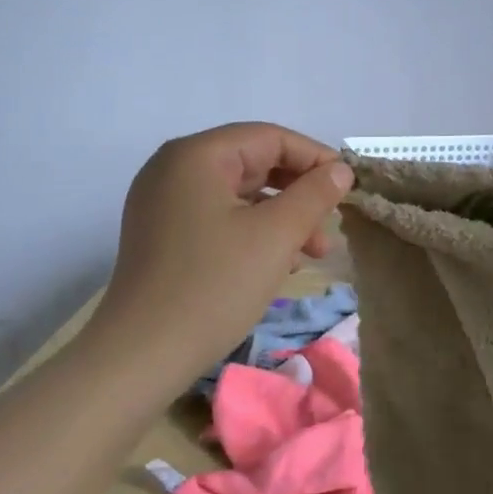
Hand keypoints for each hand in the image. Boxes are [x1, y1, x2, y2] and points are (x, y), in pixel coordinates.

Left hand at [82, 123, 354, 380]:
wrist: (142, 355)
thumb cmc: (215, 285)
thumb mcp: (277, 235)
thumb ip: (315, 194)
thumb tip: (340, 170)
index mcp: (196, 156)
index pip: (270, 138)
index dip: (316, 158)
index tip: (349, 187)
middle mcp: (174, 169)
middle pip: (254, 164)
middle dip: (299, 193)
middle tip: (331, 226)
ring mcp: (164, 203)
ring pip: (240, 195)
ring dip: (282, 217)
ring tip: (312, 253)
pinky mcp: (163, 235)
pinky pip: (220, 218)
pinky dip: (254, 232)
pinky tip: (279, 264)